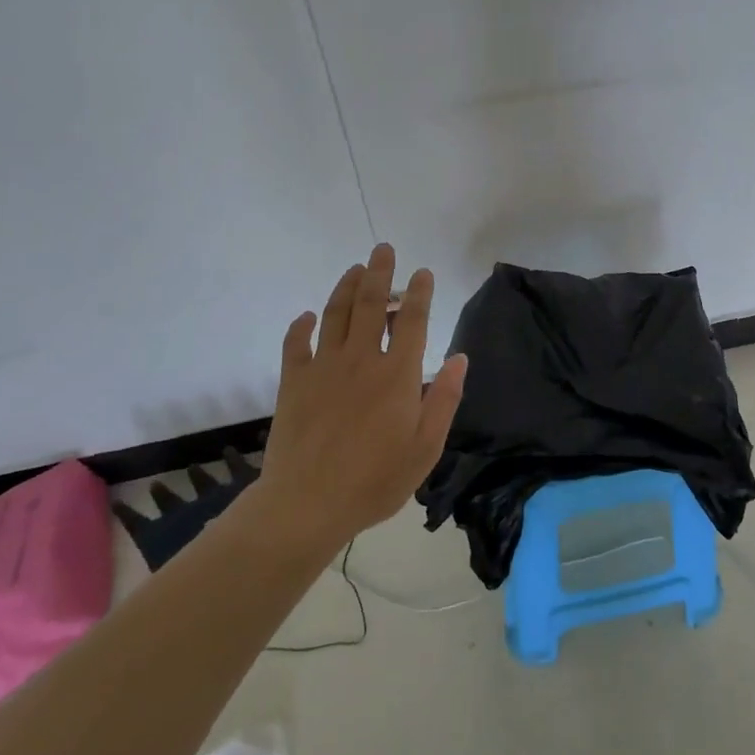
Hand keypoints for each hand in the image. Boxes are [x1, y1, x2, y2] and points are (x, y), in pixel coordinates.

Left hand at [255, 243, 467, 550]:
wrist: (307, 504)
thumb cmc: (376, 479)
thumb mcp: (426, 446)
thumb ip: (444, 398)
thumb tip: (460, 358)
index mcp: (398, 374)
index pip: (412, 320)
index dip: (419, 292)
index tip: (423, 272)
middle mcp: (362, 359)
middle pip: (372, 304)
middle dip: (380, 273)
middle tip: (383, 250)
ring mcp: (324, 367)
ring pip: (336, 314)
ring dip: (346, 287)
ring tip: (355, 269)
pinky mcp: (293, 382)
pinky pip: (296, 343)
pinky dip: (302, 326)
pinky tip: (308, 317)